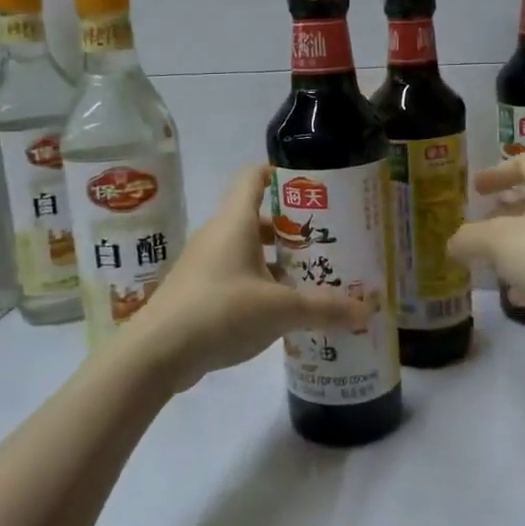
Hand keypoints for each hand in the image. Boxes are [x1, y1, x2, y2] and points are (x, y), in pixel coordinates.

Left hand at [131, 164, 373, 388]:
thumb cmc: (221, 311)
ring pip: (249, 251)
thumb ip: (325, 308)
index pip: (255, 177)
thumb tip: (367, 310)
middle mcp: (218, 235)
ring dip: (278, 261)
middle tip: (327, 241)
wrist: (157, 352)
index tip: (313, 183)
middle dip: (292, 228)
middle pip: (258, 218)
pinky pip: (237, 276)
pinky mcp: (199, 292)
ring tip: (313, 277)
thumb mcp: (281, 310)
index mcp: (235, 222)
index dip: (282, 173)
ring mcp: (205, 264)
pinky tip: (284, 310)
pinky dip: (261, 284)